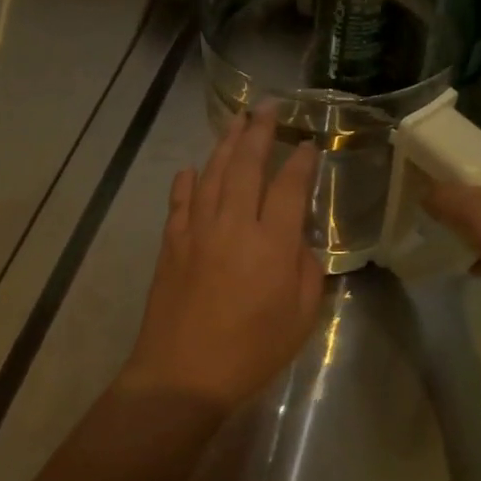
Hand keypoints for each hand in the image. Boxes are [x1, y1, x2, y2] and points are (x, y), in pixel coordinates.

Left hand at [117, 110, 324, 413]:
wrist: (183, 373)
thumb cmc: (251, 352)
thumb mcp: (301, 318)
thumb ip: (306, 271)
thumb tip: (296, 240)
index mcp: (271, 243)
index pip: (289, 187)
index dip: (300, 162)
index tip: (308, 144)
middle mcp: (233, 225)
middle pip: (246, 165)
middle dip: (260, 131)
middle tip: (269, 107)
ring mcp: (197, 230)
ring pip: (212, 174)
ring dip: (225, 144)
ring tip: (236, 121)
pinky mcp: (171, 243)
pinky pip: (179, 201)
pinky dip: (186, 181)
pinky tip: (191, 169)